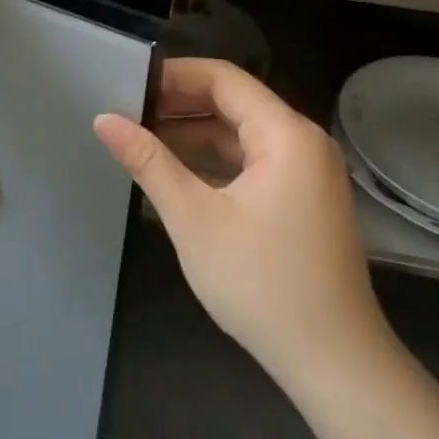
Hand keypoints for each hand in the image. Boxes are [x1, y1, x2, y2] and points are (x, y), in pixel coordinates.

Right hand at [95, 58, 397, 394]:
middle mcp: (303, 142)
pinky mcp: (304, 199)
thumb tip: (103, 119)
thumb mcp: (194, 219)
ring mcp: (307, 172)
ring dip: (195, 134)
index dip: (174, 75)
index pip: (224, 78)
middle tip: (127, 112)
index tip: (129, 84)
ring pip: (242, 134)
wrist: (334, 363)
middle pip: (234, 102)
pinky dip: (216, 160)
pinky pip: (253, 161)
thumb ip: (149, 162)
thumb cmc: (262, 284)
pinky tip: (176, 171)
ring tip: (141, 139)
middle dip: (180, 104)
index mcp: (286, 134)